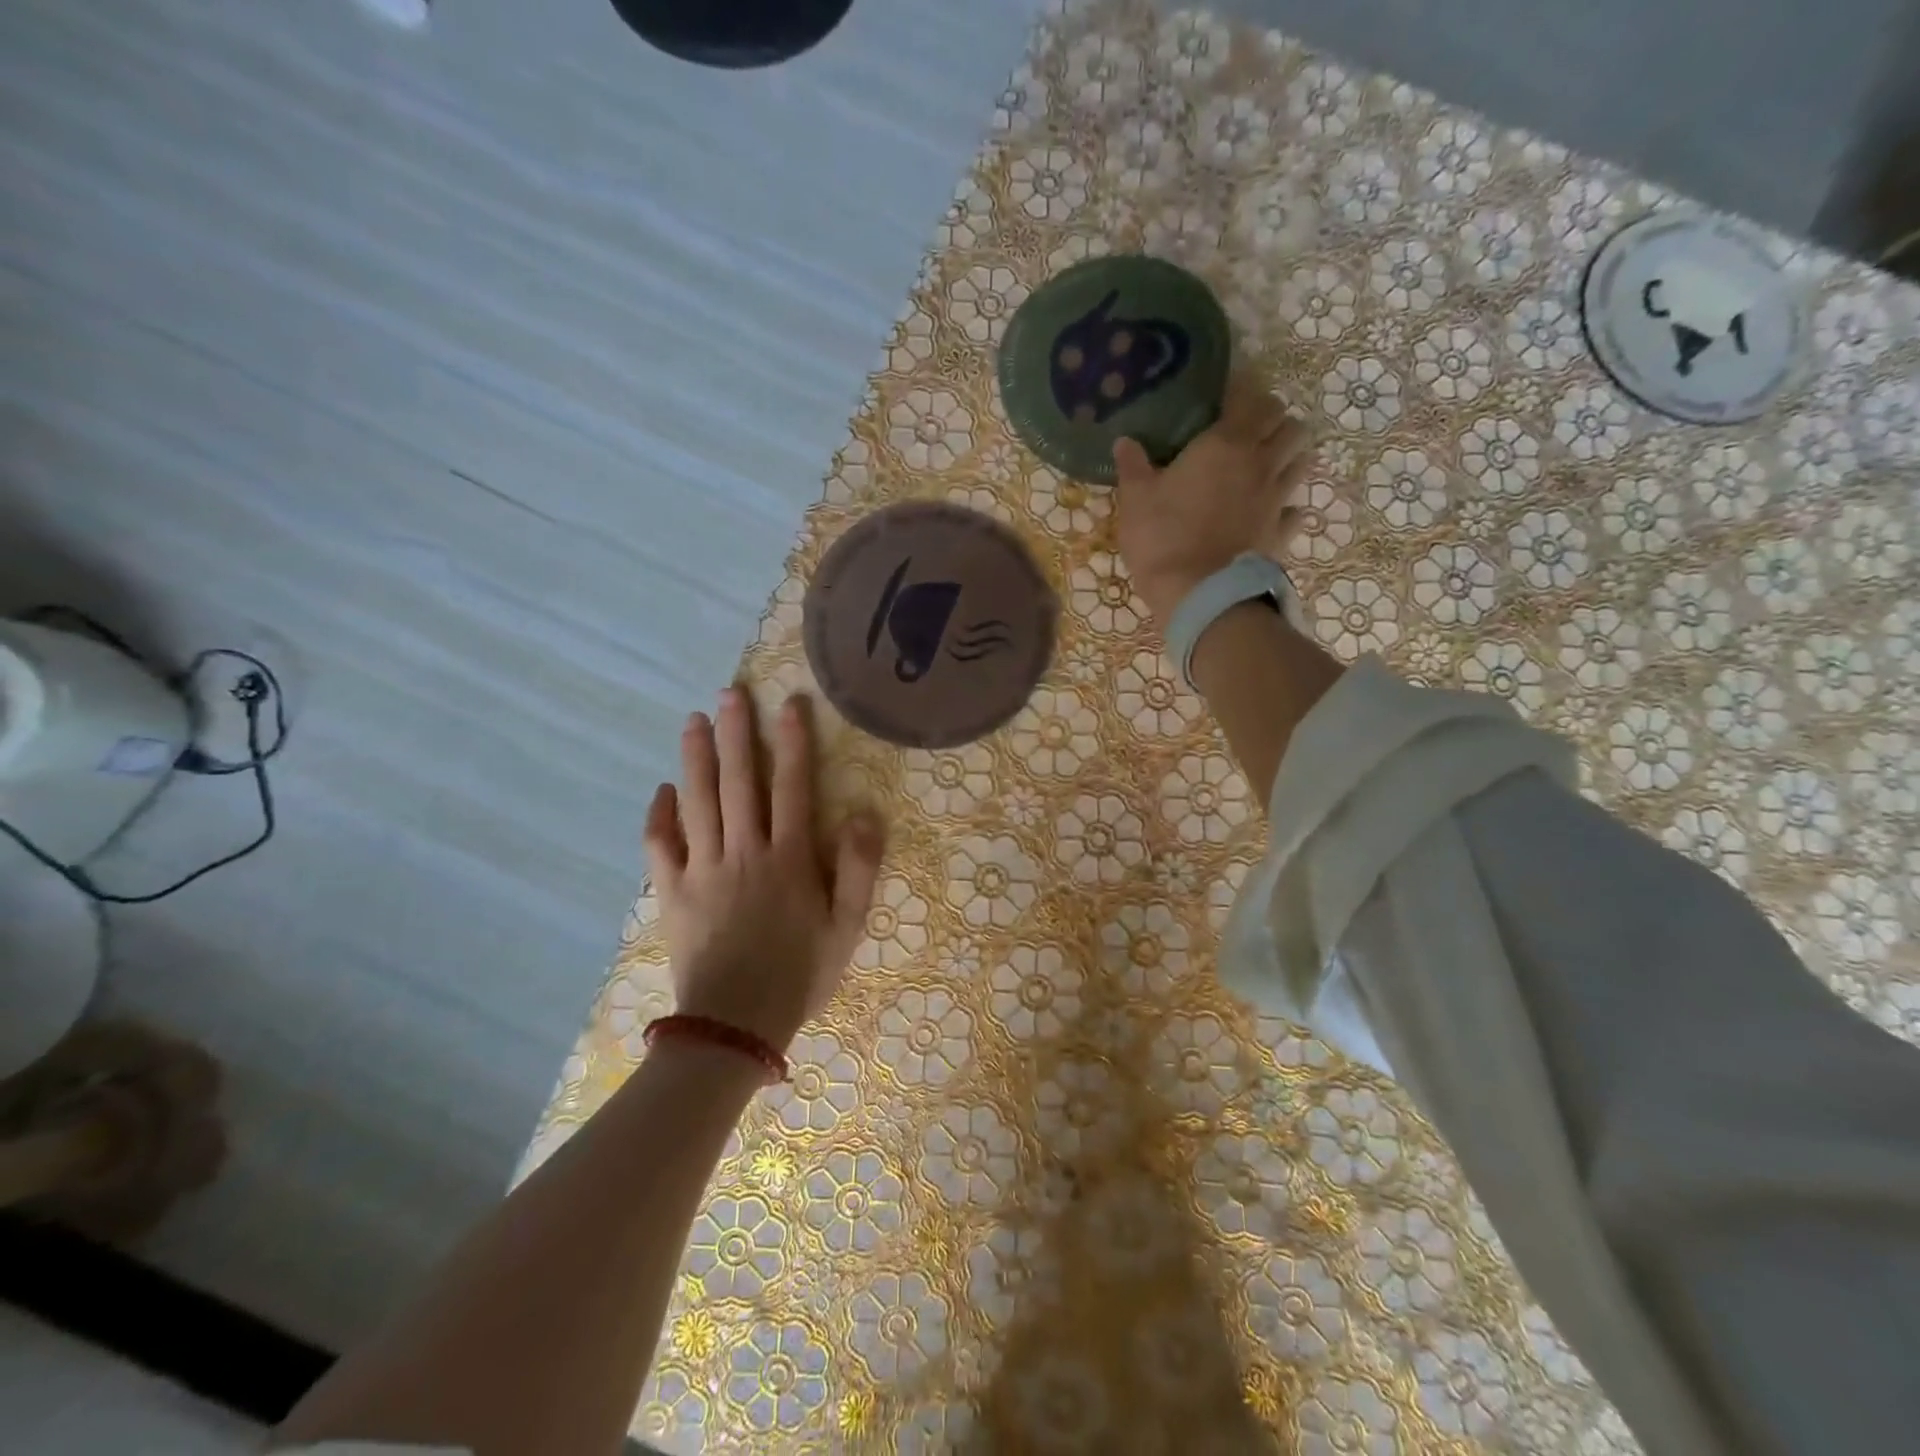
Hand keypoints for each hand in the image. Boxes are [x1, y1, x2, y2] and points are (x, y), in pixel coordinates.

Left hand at [644, 688, 883, 1050]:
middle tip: (730, 694)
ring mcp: (702, 870)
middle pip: (739, 782)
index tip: (789, 704)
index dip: (793, 743)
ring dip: (695, 758)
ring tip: (693, 721)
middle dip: (735, 734)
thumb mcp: (847, 929)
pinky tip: (661, 790)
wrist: (736, 1025)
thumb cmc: (799, 974)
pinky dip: (658, 815)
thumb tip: (865, 815)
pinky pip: (660, 845)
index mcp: (788, 859)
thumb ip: (859, 871)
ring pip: (697, 802)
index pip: (792, 787)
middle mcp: (743, 852)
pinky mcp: (672, 892)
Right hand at [1113, 375, 1320, 622]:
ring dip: (1289, 456)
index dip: (1244, 393)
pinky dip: (1289, 507)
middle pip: (1289, 425)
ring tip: (1268, 463)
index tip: (1228, 396)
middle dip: (1275, 422)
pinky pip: (1296, 511)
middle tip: (1251, 431)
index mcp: (1225, 444)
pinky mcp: (1281, 533)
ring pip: (1302, 461)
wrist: (1198, 593)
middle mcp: (1260, 463)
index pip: (1253, 399)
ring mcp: (1276, 499)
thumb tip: (1125, 441)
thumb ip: (1133, 467)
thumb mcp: (1136, 500)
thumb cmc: (1163, 538)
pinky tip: (1272, 511)